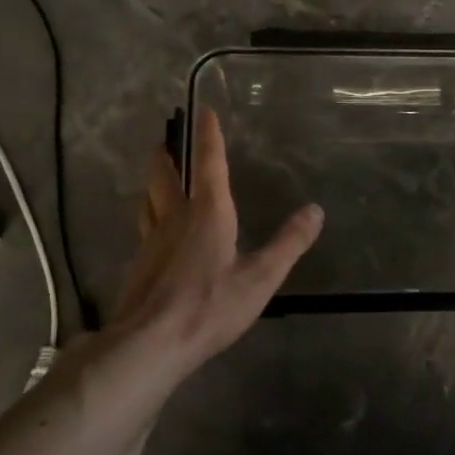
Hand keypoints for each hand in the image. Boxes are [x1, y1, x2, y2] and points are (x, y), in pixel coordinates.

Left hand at [107, 107, 322, 381]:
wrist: (150, 343)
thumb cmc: (210, 306)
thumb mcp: (260, 277)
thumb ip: (289, 244)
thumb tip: (315, 210)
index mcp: (207, 213)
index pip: (209, 164)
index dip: (209, 137)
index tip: (203, 110)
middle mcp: (175, 218)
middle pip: (165, 177)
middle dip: (167, 156)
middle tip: (166, 142)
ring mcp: (151, 241)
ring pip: (148, 201)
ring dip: (153, 184)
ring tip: (156, 179)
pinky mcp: (139, 265)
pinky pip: (144, 229)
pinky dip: (149, 217)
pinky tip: (154, 232)